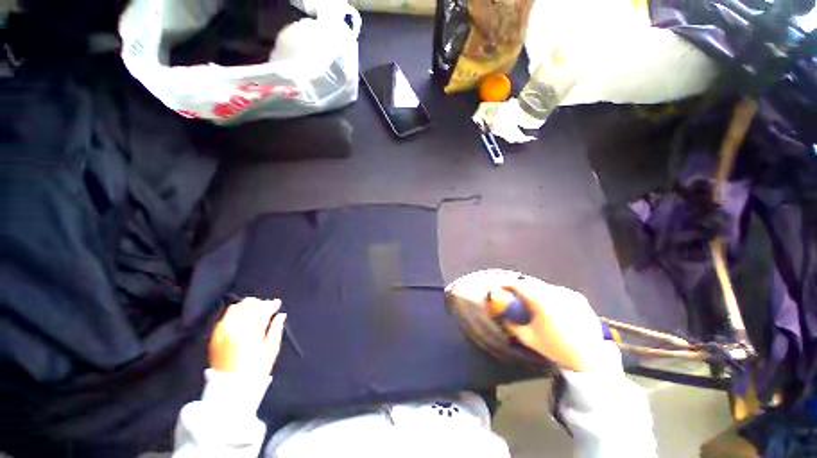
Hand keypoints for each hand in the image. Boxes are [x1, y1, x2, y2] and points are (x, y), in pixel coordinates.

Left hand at [209, 297, 286, 375]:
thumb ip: (276, 329)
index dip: (272, 304)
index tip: (277, 303)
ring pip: (236, 308)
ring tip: (254, 309)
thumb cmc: (256, 368)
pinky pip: (225, 317)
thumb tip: (281, 315)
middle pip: (248, 306)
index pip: (263, 310)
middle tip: (267, 306)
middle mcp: (235, 327)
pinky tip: (241, 316)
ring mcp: (223, 331)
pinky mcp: (215, 336)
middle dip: (260, 303)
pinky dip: (235, 313)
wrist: (231, 386)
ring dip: (247, 306)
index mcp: (251, 331)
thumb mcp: (271, 349)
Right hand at [496, 277, 604, 371]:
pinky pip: (559, 293)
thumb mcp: (528, 338)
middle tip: (515, 296)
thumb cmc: (556, 348)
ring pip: (545, 287)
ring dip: (536, 291)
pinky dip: (551, 296)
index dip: (506, 284)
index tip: (499, 288)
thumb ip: (512, 326)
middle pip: (531, 284)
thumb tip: (503, 318)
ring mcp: (569, 294)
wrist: (590, 358)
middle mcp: (554, 292)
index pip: (517, 285)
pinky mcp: (580, 299)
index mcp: (540, 300)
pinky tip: (553, 308)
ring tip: (534, 304)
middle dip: (520, 288)